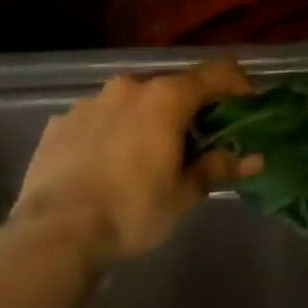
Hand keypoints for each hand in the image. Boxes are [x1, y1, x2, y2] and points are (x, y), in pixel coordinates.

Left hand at [10, 59, 259, 264]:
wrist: (53, 233)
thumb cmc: (131, 211)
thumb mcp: (183, 195)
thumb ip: (218, 168)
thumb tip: (254, 158)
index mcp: (166, 97)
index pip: (215, 74)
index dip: (238, 84)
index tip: (248, 105)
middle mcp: (129, 87)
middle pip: (172, 87)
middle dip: (188, 108)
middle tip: (196, 141)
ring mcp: (90, 101)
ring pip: (131, 101)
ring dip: (147, 119)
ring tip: (147, 154)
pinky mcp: (60, 122)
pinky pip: (98, 118)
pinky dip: (111, 132)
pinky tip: (107, 163)